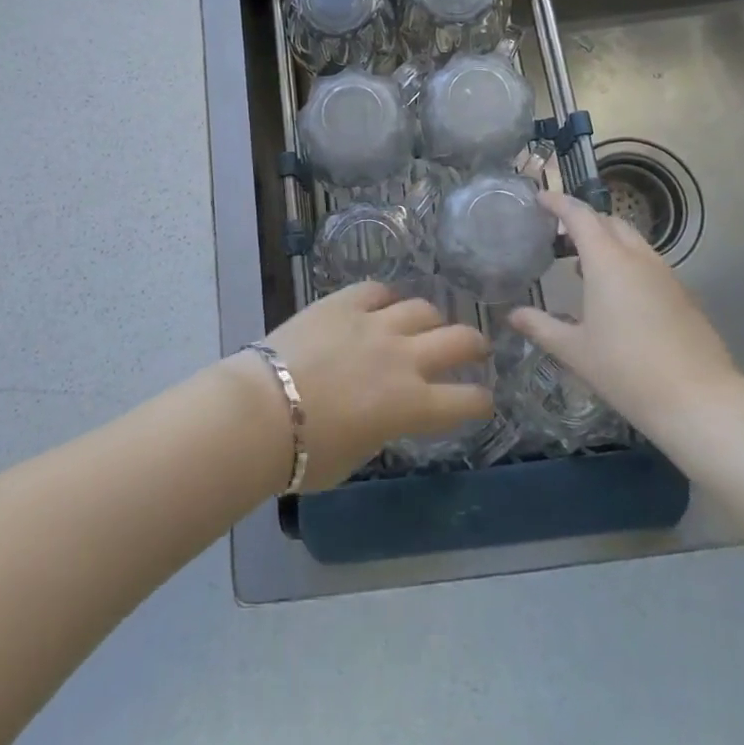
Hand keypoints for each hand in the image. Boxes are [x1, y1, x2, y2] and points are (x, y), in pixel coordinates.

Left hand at [261, 282, 491, 487]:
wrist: (262, 411)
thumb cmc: (306, 454)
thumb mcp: (358, 454)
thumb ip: (383, 427)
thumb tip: (385, 413)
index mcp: (412, 406)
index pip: (467, 400)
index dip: (481, 401)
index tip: (482, 400)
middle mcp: (404, 358)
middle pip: (459, 340)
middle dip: (475, 345)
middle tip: (475, 349)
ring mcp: (374, 325)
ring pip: (422, 308)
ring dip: (430, 319)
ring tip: (426, 323)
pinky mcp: (344, 303)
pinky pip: (376, 290)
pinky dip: (384, 298)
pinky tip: (381, 304)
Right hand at [510, 191, 743, 459]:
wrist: (699, 401)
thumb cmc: (626, 370)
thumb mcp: (575, 351)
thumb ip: (541, 327)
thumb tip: (512, 314)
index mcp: (607, 262)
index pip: (580, 216)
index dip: (558, 203)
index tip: (540, 199)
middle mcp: (638, 258)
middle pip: (609, 222)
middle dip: (585, 221)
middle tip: (561, 235)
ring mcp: (666, 275)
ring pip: (633, 242)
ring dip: (608, 243)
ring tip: (584, 266)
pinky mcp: (683, 295)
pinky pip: (649, 264)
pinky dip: (627, 263)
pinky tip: (618, 296)